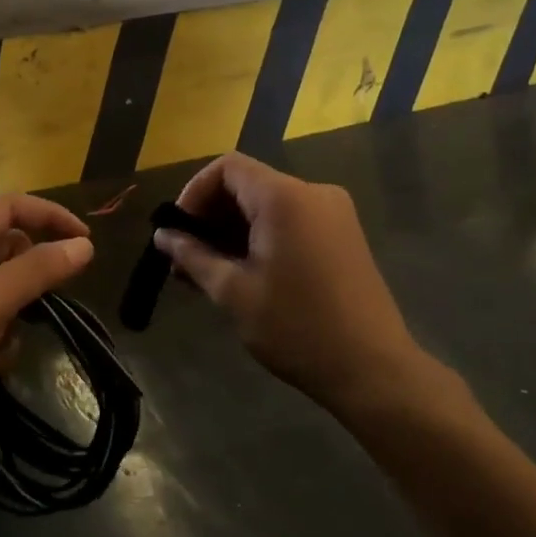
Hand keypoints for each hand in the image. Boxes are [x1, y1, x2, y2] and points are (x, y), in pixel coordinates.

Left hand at [0, 196, 93, 456]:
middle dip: (27, 279)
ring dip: (11, 313)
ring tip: (2, 341)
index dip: (52, 219)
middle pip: (6, 247)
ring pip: (0, 284)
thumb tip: (84, 245)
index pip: (11, 207)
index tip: (88, 242)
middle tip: (44, 303)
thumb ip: (40, 269)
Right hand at [154, 153, 449, 421]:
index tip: (178, 231)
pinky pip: (290, 219)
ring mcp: (333, 213)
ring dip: (233, 229)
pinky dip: (260, 236)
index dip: (194, 192)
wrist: (372, 369)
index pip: (227, 167)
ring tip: (207, 271)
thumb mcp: (233, 293)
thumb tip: (162, 236)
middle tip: (185, 258)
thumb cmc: (296, 328)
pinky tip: (242, 272)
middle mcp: (313, 193)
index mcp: (285, 198)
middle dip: (210, 215)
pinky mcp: (342, 235)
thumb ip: (193, 256)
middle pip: (247, 184)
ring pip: (267, 204)